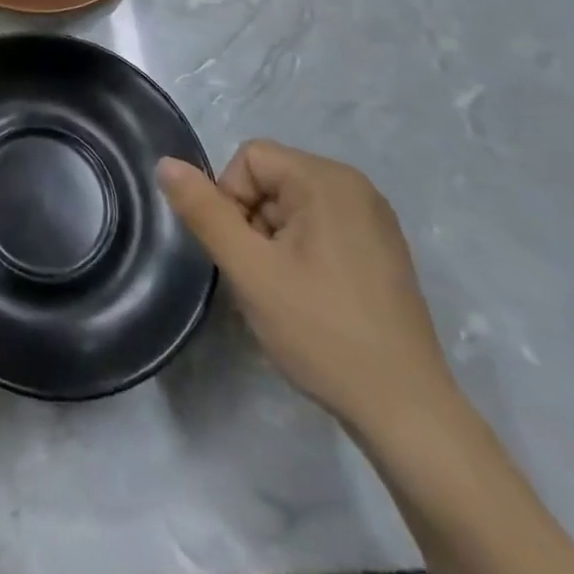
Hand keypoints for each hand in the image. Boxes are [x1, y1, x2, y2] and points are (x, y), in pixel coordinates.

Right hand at [158, 141, 454, 435]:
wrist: (408, 414)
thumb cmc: (322, 332)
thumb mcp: (249, 270)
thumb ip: (204, 211)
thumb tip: (166, 163)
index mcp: (327, 179)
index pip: (249, 159)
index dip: (230, 200)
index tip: (245, 254)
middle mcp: (355, 186)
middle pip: (270, 180)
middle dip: (252, 222)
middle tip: (263, 279)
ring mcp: (374, 219)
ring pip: (291, 206)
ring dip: (273, 241)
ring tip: (286, 294)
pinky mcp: (382, 250)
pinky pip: (319, 227)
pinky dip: (301, 253)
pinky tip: (310, 299)